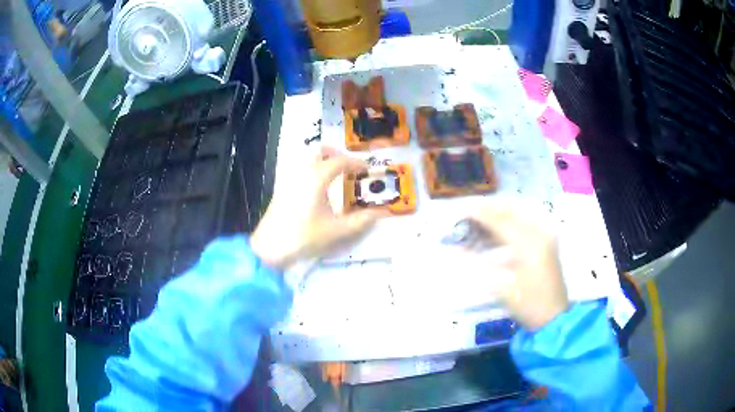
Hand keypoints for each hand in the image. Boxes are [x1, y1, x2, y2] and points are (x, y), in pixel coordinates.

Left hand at [250, 147, 381, 270]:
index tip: (367, 169)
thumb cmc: (304, 237)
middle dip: (336, 154)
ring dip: (323, 161)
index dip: (356, 163)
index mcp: (317, 177)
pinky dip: (312, 170)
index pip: (340, 161)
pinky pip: (299, 169)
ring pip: (307, 158)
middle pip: (320, 150)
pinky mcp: (281, 188)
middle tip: (349, 166)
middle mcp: (302, 171)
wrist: (269, 248)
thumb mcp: (336, 231)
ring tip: (335, 176)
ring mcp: (289, 178)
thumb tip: (380, 213)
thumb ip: (361, 221)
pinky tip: (318, 189)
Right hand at [470, 202, 567, 329]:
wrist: (554, 317)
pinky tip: (494, 237)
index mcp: (529, 245)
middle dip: (490, 213)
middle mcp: (539, 235)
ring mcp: (545, 238)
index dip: (482, 215)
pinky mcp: (546, 244)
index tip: (464, 211)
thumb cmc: (528, 305)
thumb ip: (481, 266)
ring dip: (498, 220)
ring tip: (478, 227)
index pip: (501, 222)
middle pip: (511, 214)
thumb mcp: (503, 288)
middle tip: (470, 217)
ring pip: (518, 218)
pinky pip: (525, 227)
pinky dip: (508, 228)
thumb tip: (459, 250)